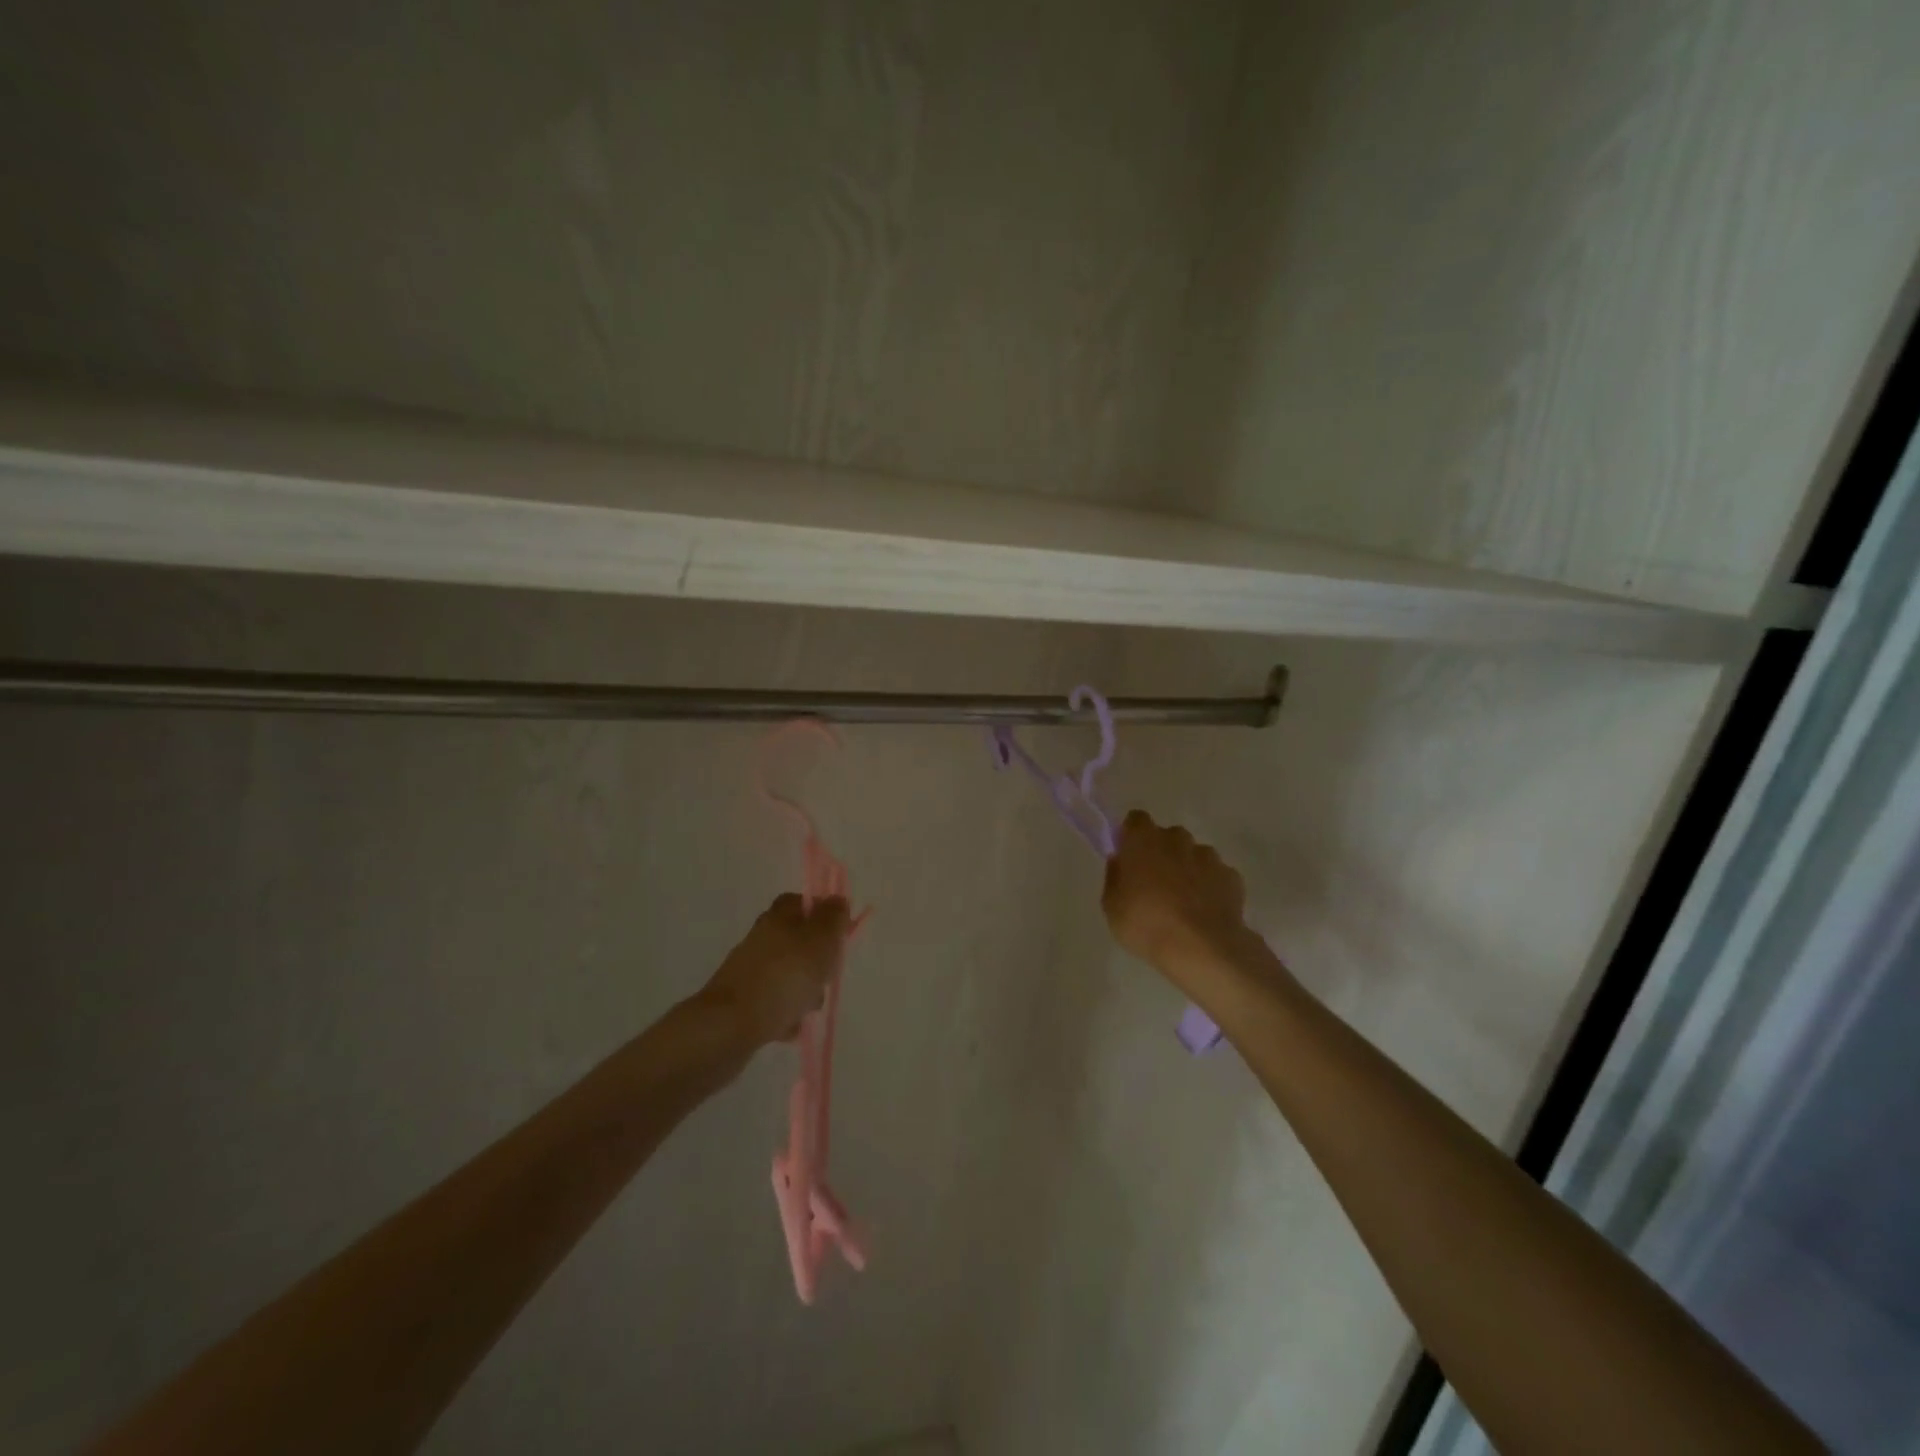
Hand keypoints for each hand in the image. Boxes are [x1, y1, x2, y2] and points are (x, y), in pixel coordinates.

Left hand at [699, 893, 851, 1046]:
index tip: (838, 935)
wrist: (730, 1026)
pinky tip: (788, 1027)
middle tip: (824, 978)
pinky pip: (774, 1003)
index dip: (822, 914)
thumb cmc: (784, 977)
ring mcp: (749, 970)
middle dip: (817, 962)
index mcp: (778, 917)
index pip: (801, 902)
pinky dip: (784, 1013)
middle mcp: (761, 939)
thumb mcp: (820, 940)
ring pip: (788, 974)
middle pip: (798, 942)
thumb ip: (833, 918)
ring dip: (803, 992)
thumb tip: (837, 900)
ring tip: (805, 1009)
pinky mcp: (742, 1001)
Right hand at [1102, 810, 1253, 981]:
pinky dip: (1210, 886)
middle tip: (1154, 883)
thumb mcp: (1111, 906)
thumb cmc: (1146, 924)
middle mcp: (1177, 839)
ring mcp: (1208, 856)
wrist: (1202, 948)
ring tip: (1184, 902)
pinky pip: (1216, 875)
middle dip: (1161, 852)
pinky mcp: (1232, 876)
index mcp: (1143, 840)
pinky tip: (1205, 911)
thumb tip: (1120, 862)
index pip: (1136, 819)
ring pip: (1194, 854)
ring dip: (1187, 868)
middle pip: (1167, 836)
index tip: (1129, 856)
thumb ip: (1114, 877)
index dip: (1132, 835)